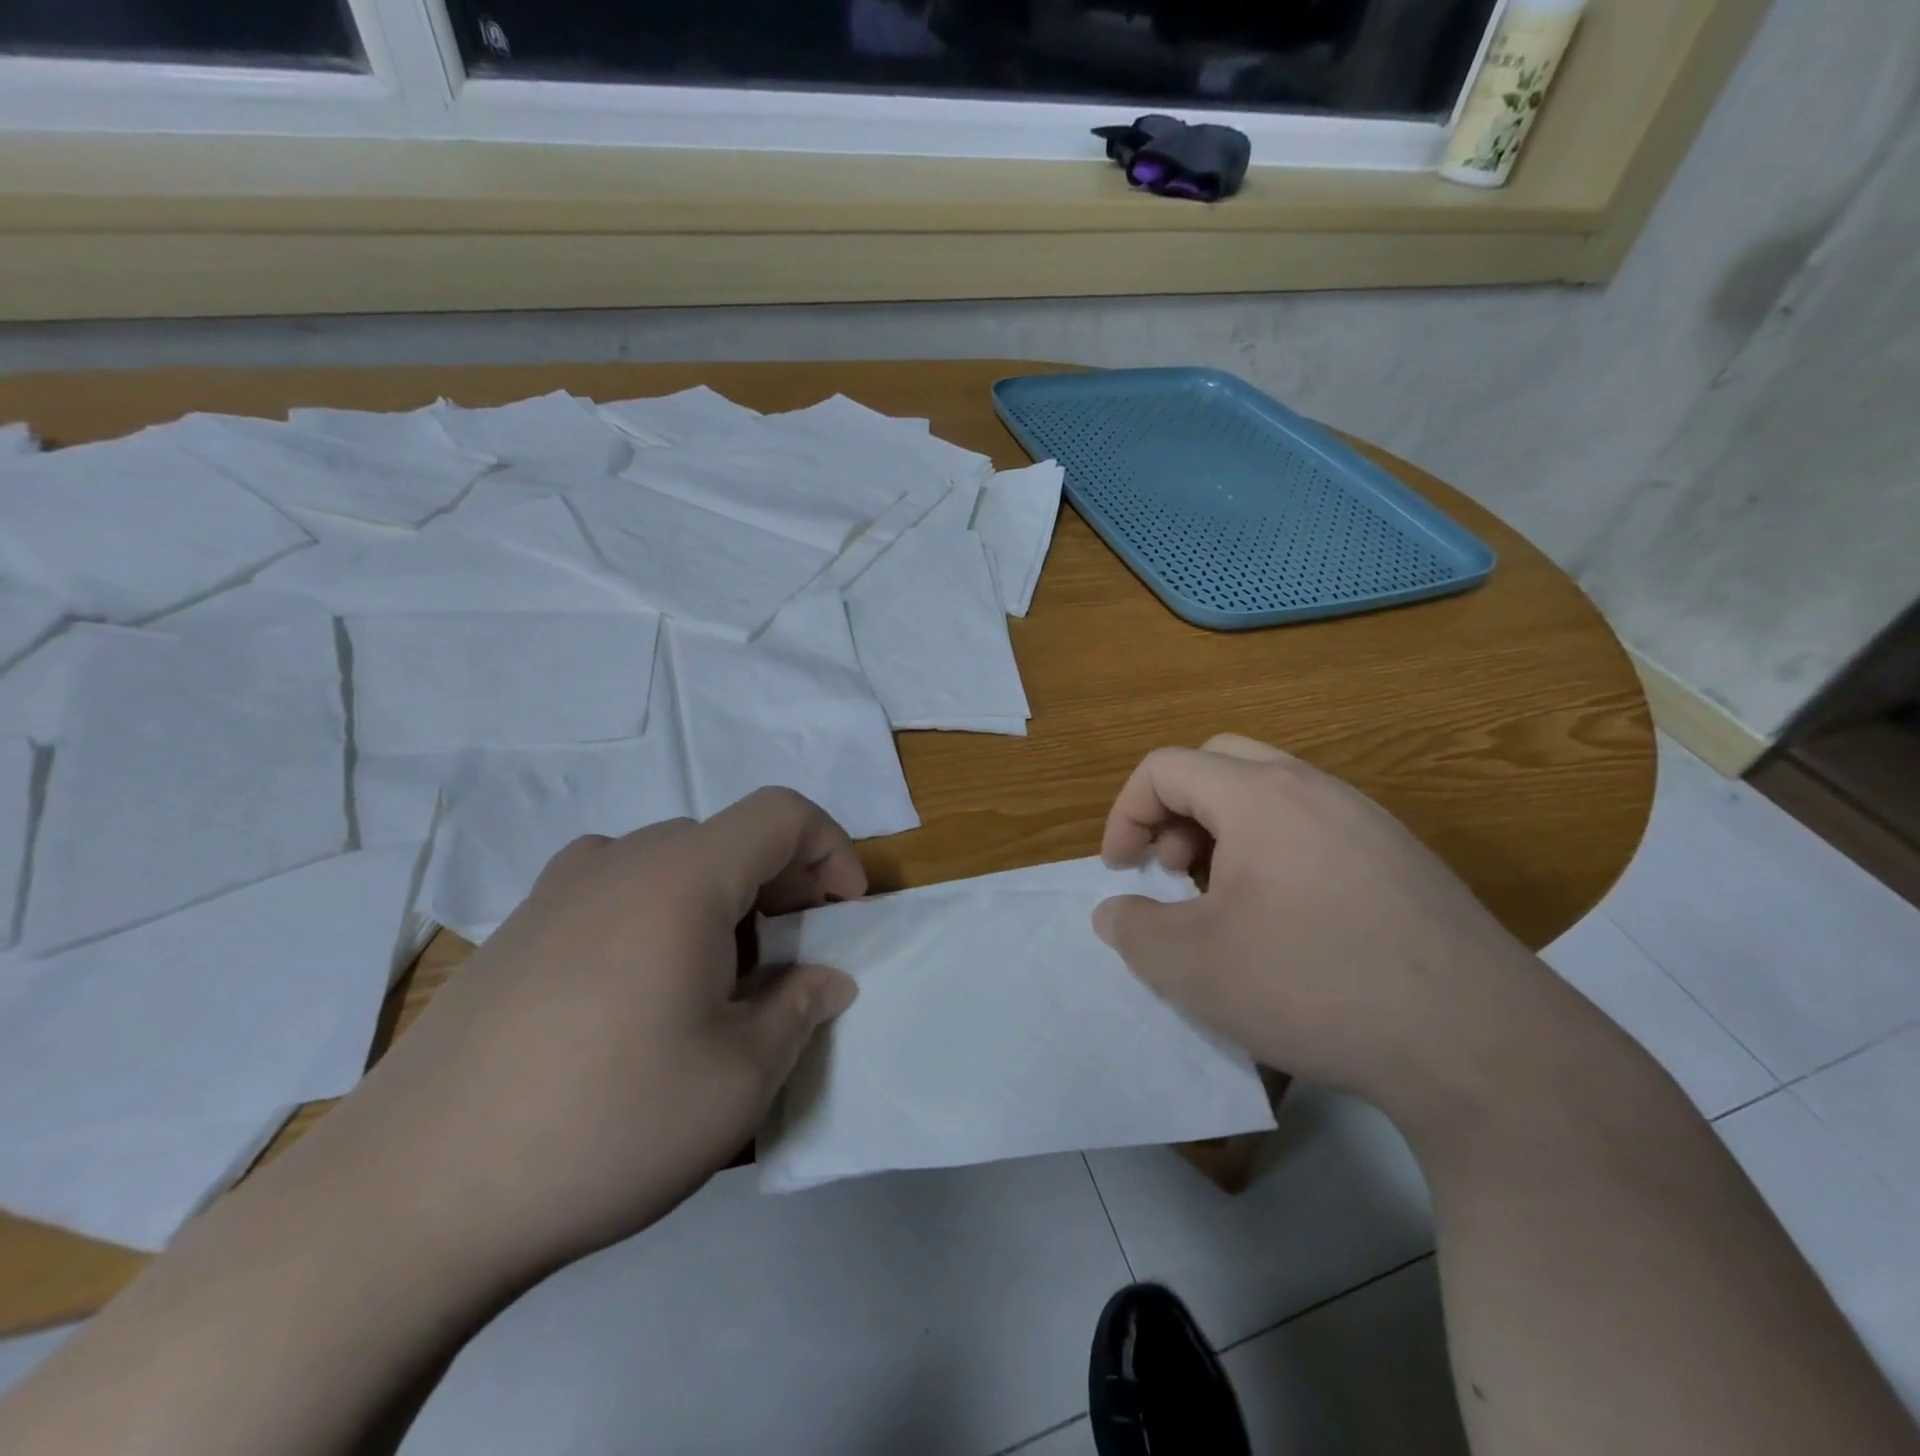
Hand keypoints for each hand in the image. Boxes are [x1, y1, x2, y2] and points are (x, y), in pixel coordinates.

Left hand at [302, 788, 864, 1286]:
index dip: (831, 851)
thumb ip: (799, 1010)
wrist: (406, 1200)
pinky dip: (661, 921)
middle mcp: (618, 861)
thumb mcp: (737, 1079)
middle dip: (781, 889)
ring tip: (717, 990)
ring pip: (672, 867)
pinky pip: (616, 895)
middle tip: (790, 965)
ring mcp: (556, 892)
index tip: (842, 918)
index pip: (782, 813)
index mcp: (682, 876)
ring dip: (721, 907)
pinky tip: (640, 1002)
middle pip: (728, 840)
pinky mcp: (515, 932)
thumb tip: (826, 980)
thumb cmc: (604, 1123)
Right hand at [1094, 735, 1572, 1127]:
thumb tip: (1115, 912)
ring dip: (1226, 831)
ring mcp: (1368, 820)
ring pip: (1271, 794)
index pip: (1165, 767)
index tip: (1121, 871)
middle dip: (1175, 810)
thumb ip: (1133, 929)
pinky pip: (1316, 827)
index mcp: (1259, 795)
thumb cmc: (1313, 985)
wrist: (1478, 1044)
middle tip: (1174, 871)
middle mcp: (1315, 789)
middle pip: (1219, 763)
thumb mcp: (1192, 967)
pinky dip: (1275, 852)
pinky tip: (1288, 922)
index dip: (1125, 813)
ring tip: (1225, 899)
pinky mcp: (1403, 858)